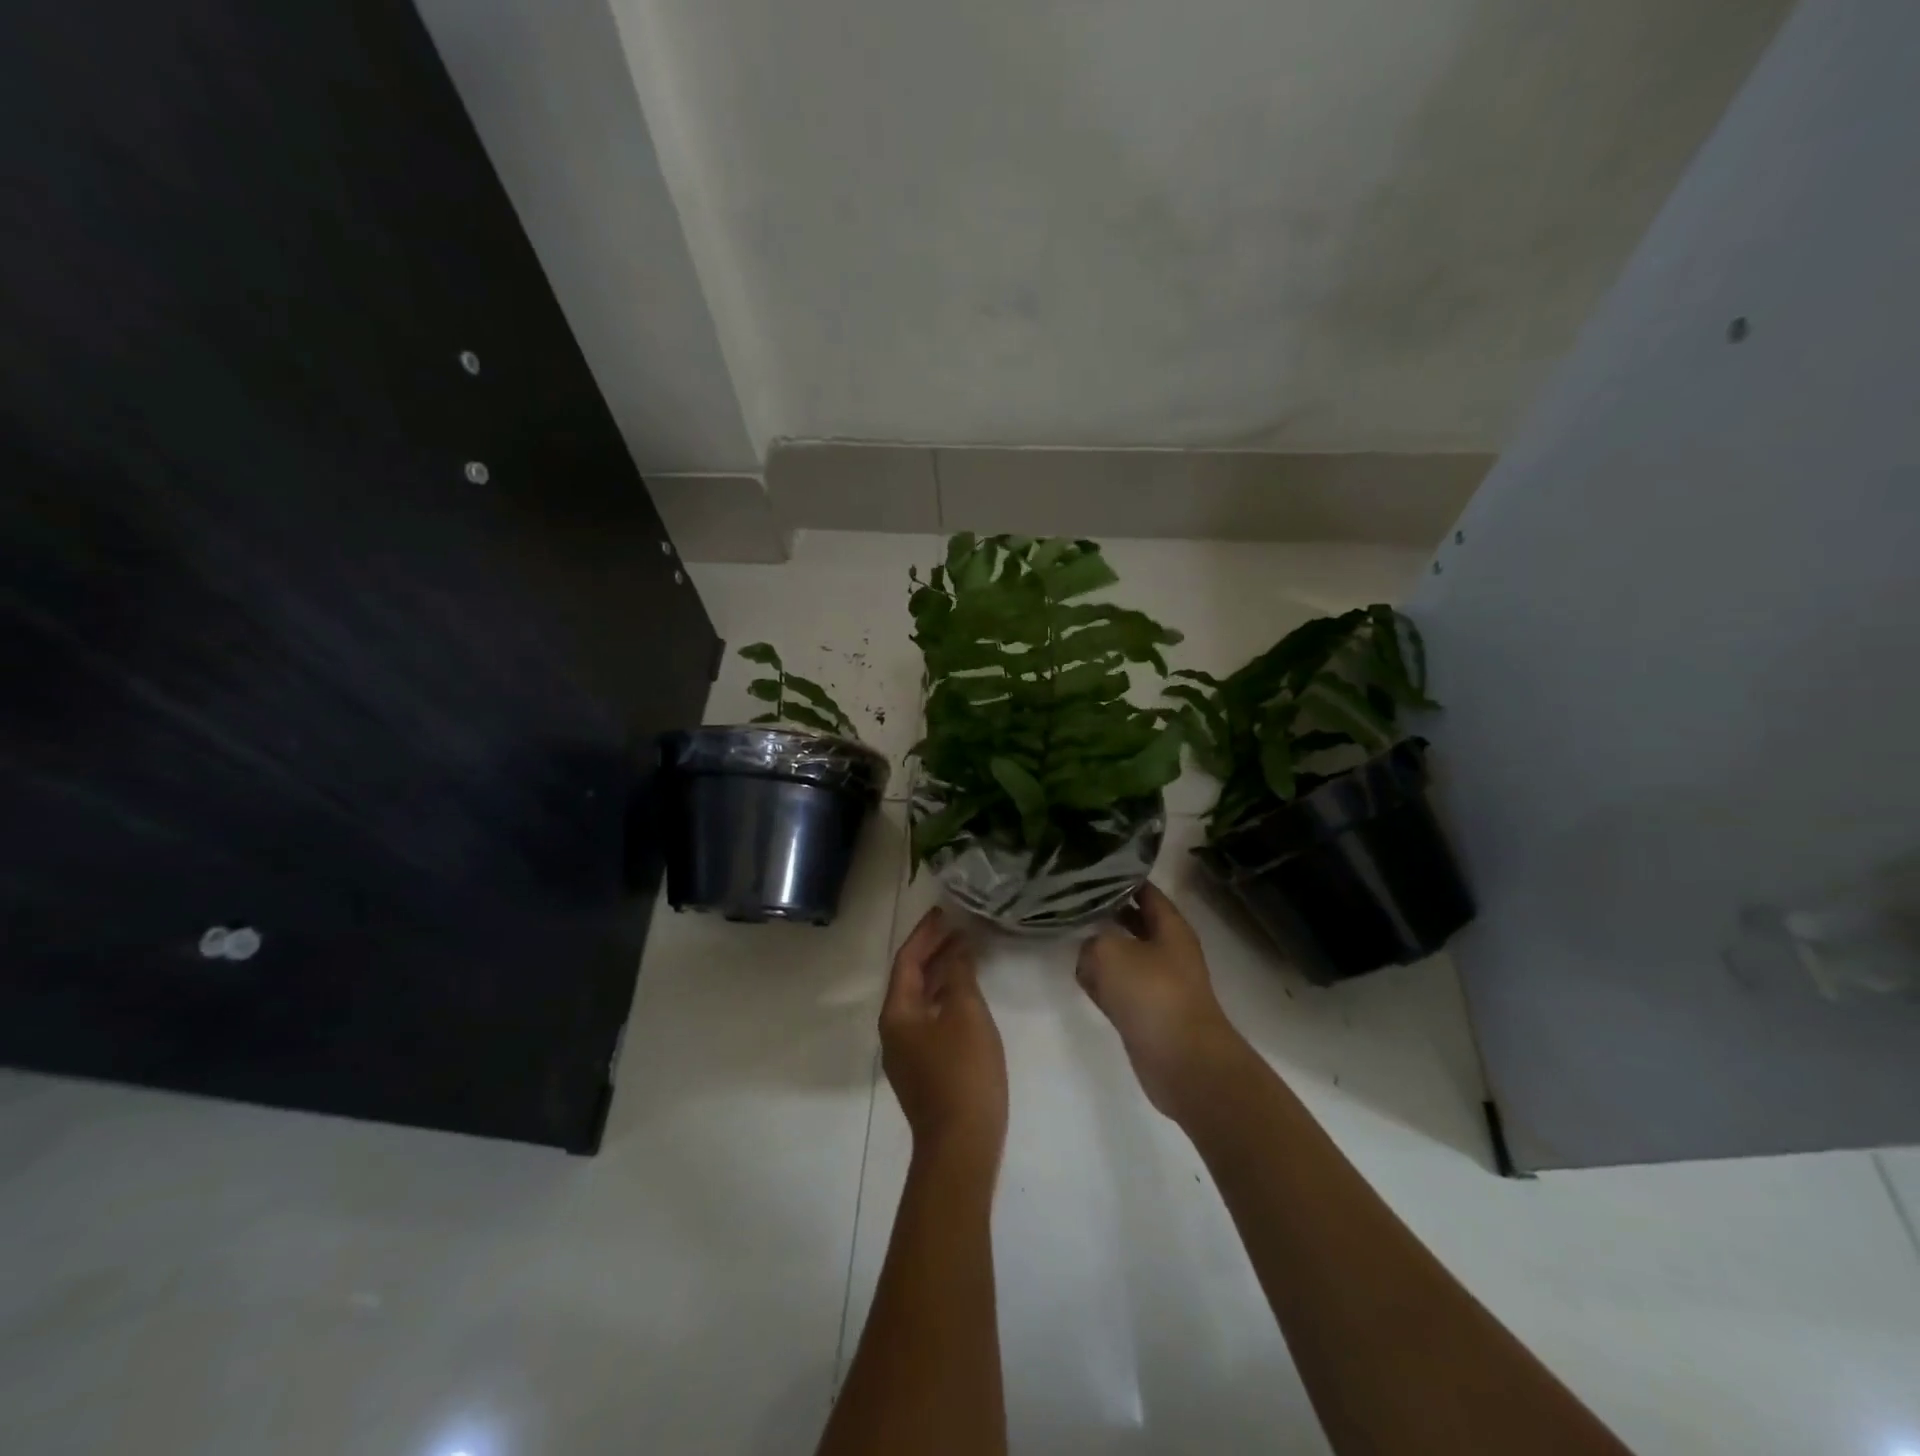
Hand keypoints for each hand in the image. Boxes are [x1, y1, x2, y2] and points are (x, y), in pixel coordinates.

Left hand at [881, 908, 1007, 1165]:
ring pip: (922, 1000)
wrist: (960, 1146)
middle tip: (960, 928)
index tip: (944, 912)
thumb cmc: (963, 1072)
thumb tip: (958, 950)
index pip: (907, 960)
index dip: (926, 933)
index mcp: (897, 1013)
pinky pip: (930, 1019)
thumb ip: (961, 976)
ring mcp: (907, 1052)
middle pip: (911, 979)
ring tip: (968, 953)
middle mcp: (894, 1029)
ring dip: (942, 974)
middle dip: (934, 951)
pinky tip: (967, 995)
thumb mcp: (967, 1014)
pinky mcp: (923, 1069)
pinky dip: (946, 999)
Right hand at [1076, 883, 1247, 1119]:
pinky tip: (1083, 980)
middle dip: (1107, 912)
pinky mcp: (1149, 1013)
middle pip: (1135, 922)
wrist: (1183, 1063)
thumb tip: (1090, 950)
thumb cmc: (1152, 995)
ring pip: (1125, 956)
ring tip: (1070, 936)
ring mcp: (1160, 983)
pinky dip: (1104, 984)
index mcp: (1170, 927)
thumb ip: (1092, 941)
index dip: (1120, 878)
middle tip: (1072, 901)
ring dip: (1102, 950)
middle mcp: (1168, 950)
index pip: (1144, 891)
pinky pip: (1121, 988)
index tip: (1090, 870)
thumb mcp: (1110, 952)